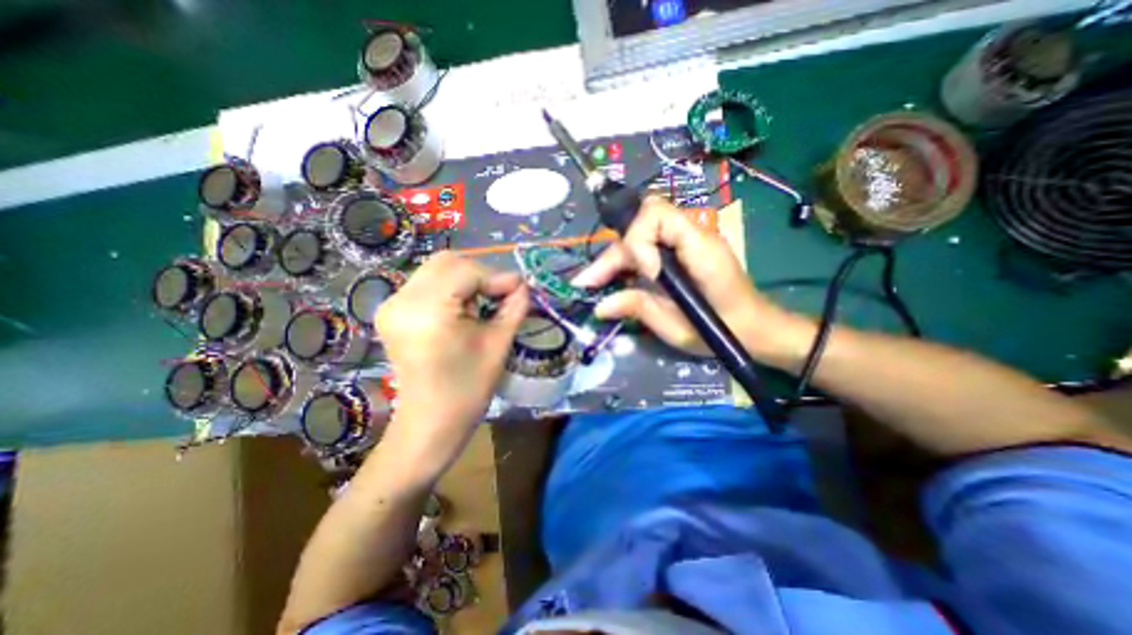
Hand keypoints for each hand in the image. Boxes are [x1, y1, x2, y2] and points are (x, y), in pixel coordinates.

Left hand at [375, 252, 527, 476]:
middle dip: (481, 273)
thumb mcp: (498, 345)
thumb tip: (523, 285)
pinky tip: (464, 308)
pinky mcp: (392, 311)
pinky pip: (427, 283)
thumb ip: (514, 307)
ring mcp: (392, 304)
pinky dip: (452, 287)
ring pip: (437, 269)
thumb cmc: (468, 390)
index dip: (498, 277)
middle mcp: (401, 299)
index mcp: (427, 310)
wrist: (431, 423)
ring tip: (483, 304)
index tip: (521, 289)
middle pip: (447, 261)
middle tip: (501, 295)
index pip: (467, 271)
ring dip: (467, 279)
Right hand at [576, 196, 814, 367]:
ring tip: (592, 284)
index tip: (640, 273)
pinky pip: (648, 248)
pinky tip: (613, 281)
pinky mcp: (681, 253)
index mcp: (700, 247)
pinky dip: (627, 263)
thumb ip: (639, 308)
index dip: (638, 240)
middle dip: (613, 255)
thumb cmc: (726, 331)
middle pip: (641, 226)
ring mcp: (686, 242)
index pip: (656, 214)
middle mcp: (692, 235)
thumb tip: (600, 305)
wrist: (756, 329)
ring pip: (640, 236)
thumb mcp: (678, 327)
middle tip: (587, 284)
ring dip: (615, 259)